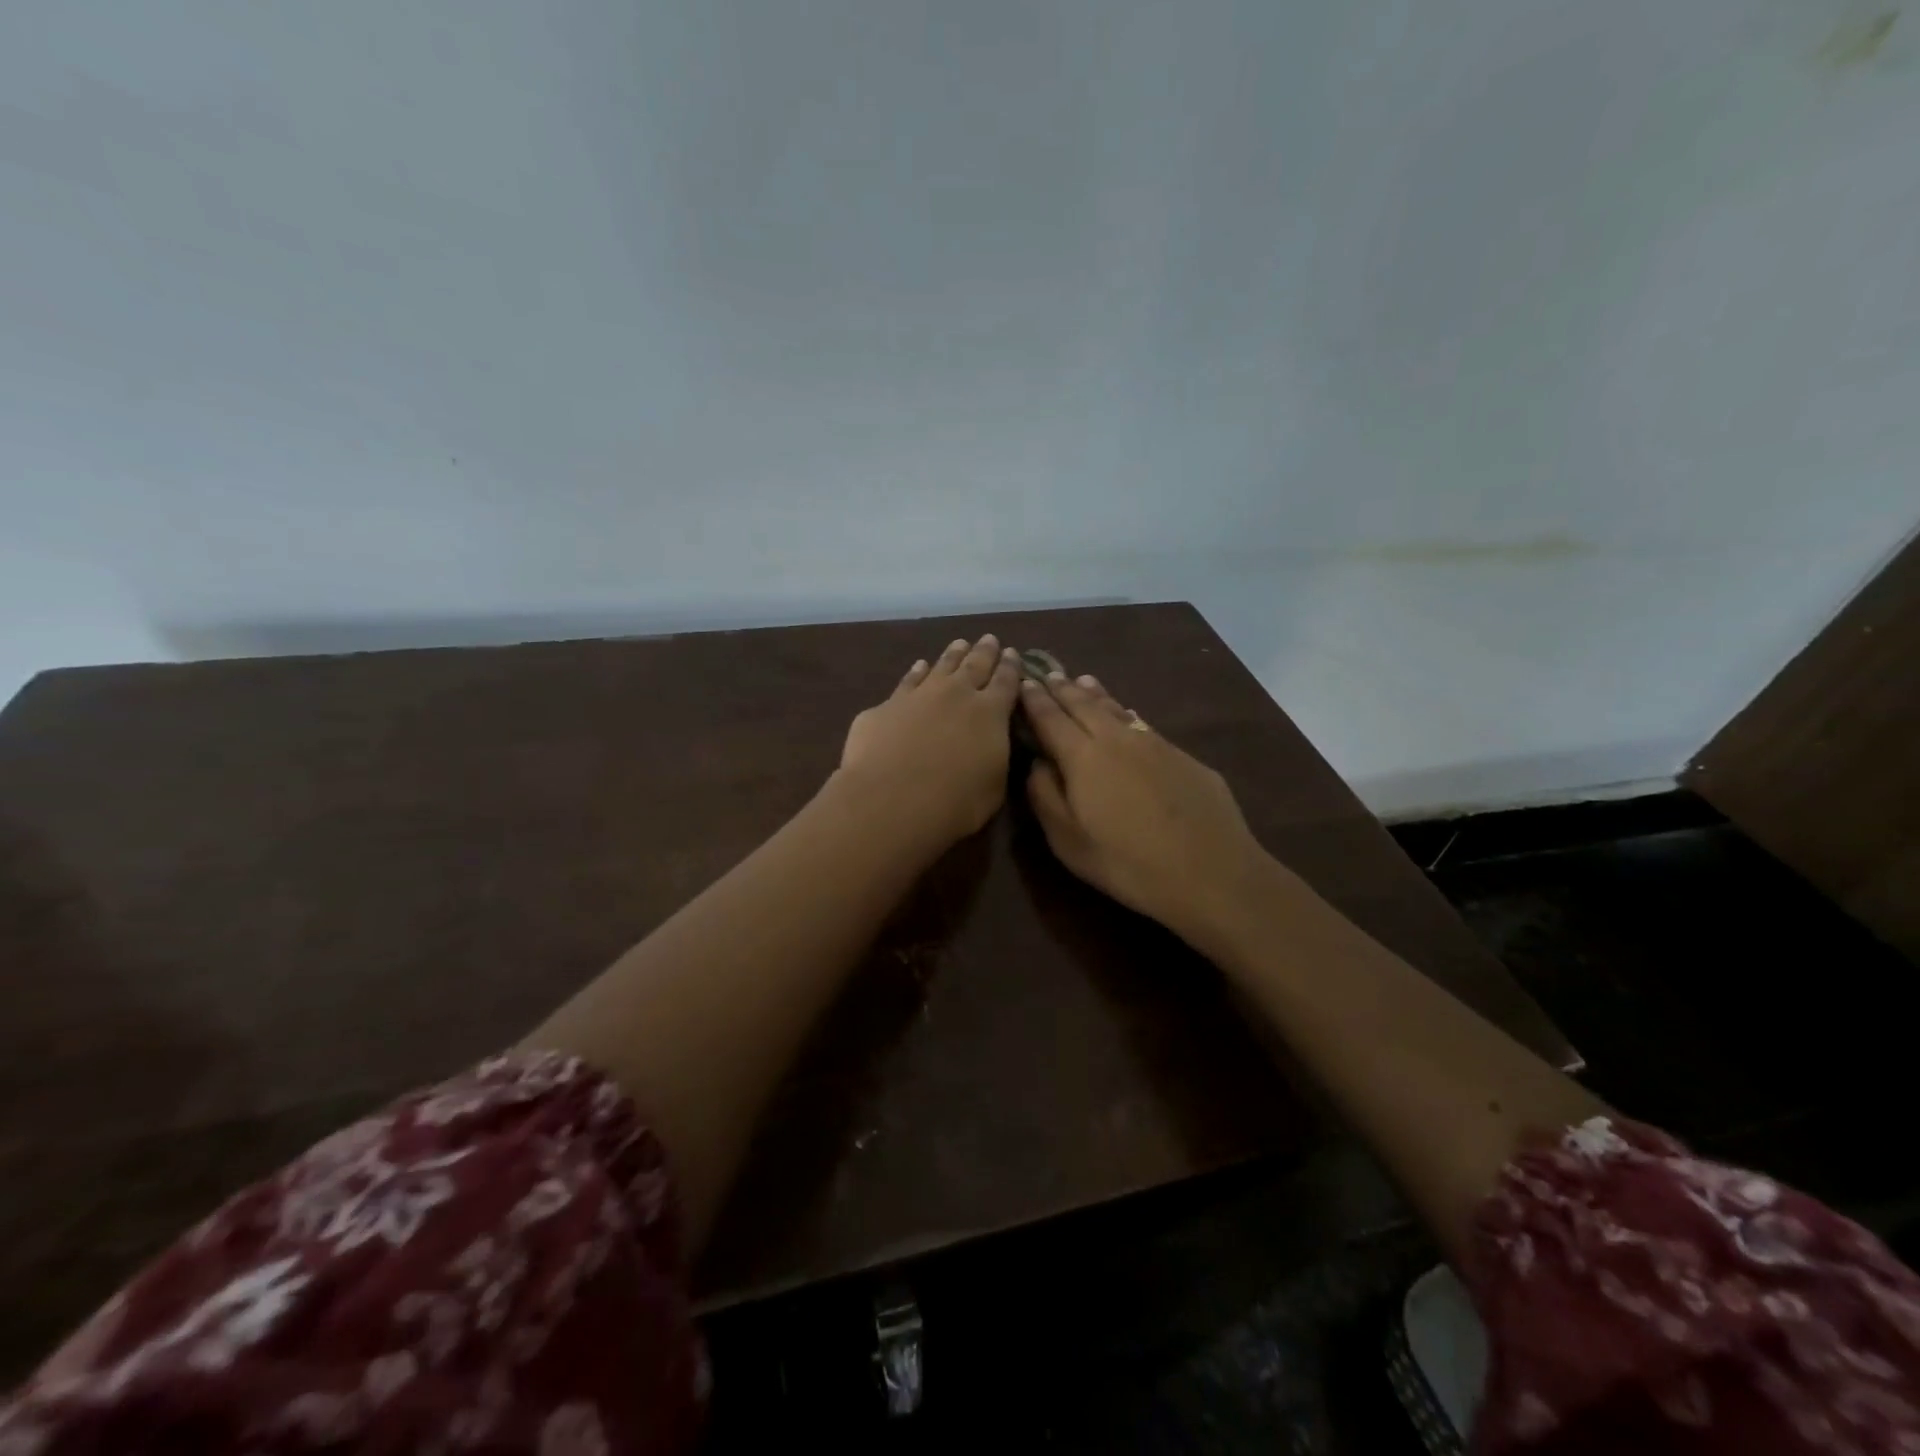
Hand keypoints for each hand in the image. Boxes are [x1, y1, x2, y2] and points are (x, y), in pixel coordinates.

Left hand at [838, 634, 1022, 847]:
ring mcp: (919, 695)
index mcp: (990, 713)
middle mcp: (957, 694)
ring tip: (960, 644)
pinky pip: (907, 681)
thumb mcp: (994, 786)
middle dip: (985, 652)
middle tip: (989, 639)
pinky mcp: (886, 706)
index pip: (1006, 682)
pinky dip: (916, 671)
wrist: (892, 800)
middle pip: (974, 665)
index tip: (1013, 654)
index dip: (1011, 667)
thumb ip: (996, 757)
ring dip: (953, 654)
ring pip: (941, 666)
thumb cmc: (956, 802)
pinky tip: (919, 666)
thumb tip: (995, 744)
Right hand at [1019, 670, 1269, 945]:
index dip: (1035, 701)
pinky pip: (1143, 724)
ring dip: (1095, 694)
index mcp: (1082, 757)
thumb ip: (1045, 796)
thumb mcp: (1068, 841)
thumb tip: (1037, 762)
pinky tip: (1127, 713)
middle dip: (1062, 689)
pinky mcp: (1183, 756)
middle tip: (1048, 673)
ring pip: (1117, 709)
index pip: (1051, 719)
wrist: (1210, 871)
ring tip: (1082, 680)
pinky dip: (1126, 713)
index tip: (1023, 683)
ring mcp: (1154, 744)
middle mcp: (1117, 739)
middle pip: (1084, 705)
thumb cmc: (1127, 863)